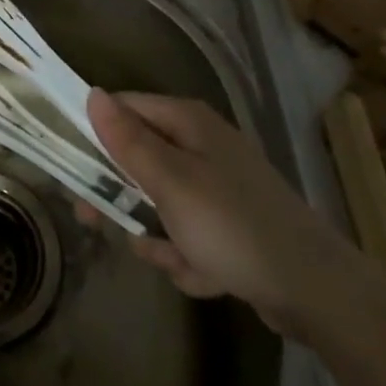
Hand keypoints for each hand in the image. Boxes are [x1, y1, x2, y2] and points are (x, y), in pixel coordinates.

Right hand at [84, 89, 363, 336]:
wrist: (315, 291)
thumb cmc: (233, 226)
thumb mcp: (170, 182)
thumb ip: (127, 141)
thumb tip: (91, 94)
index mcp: (188, 123)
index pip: (124, 108)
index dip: (94, 132)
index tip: (70, 164)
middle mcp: (202, 145)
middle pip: (139, 158)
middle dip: (121, 195)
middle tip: (93, 219)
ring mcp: (218, 186)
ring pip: (160, 202)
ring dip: (158, 234)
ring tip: (174, 258)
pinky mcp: (230, 224)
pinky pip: (187, 233)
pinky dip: (187, 255)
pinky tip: (204, 275)